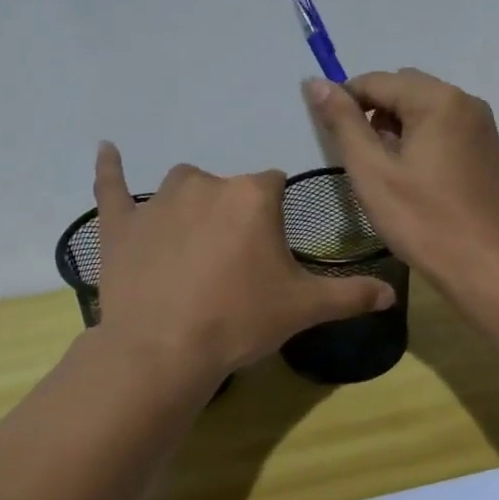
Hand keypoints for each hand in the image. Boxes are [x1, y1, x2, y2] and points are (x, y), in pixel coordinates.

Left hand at [91, 144, 395, 380]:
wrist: (164, 349)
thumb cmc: (240, 319)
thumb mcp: (304, 308)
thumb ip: (351, 295)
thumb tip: (392, 293)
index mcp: (252, 195)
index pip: (273, 185)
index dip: (274, 218)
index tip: (271, 251)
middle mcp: (206, 184)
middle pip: (229, 188)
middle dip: (234, 217)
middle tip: (234, 266)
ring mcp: (158, 201)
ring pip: (183, 188)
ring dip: (191, 207)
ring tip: (192, 251)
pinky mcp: (120, 222)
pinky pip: (112, 186)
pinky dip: (109, 169)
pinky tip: (106, 150)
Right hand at [304, 69, 498, 299]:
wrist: (486, 267)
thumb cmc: (423, 222)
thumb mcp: (372, 172)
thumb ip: (343, 123)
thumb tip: (316, 83)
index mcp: (438, 100)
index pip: (377, 81)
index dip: (345, 102)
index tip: (329, 136)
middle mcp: (466, 101)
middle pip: (404, 89)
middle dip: (374, 114)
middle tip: (362, 160)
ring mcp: (482, 126)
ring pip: (425, 108)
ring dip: (397, 127)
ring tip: (387, 172)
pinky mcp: (488, 149)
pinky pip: (445, 127)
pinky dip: (422, 139)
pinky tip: (415, 178)